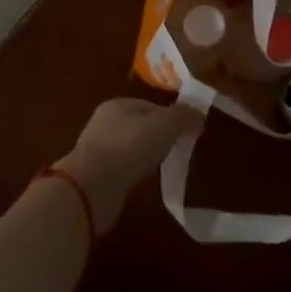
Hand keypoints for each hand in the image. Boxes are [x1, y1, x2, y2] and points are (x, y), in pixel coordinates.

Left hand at [55, 98, 201, 233]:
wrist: (91, 187)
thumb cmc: (129, 147)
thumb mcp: (165, 125)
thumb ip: (184, 116)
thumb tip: (198, 114)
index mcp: (118, 104)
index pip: (150, 105)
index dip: (171, 116)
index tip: (188, 132)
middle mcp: (103, 122)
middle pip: (139, 126)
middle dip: (158, 136)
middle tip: (177, 150)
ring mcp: (96, 149)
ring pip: (129, 148)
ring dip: (144, 155)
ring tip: (161, 167)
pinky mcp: (94, 175)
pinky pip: (121, 169)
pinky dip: (133, 172)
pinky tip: (141, 181)